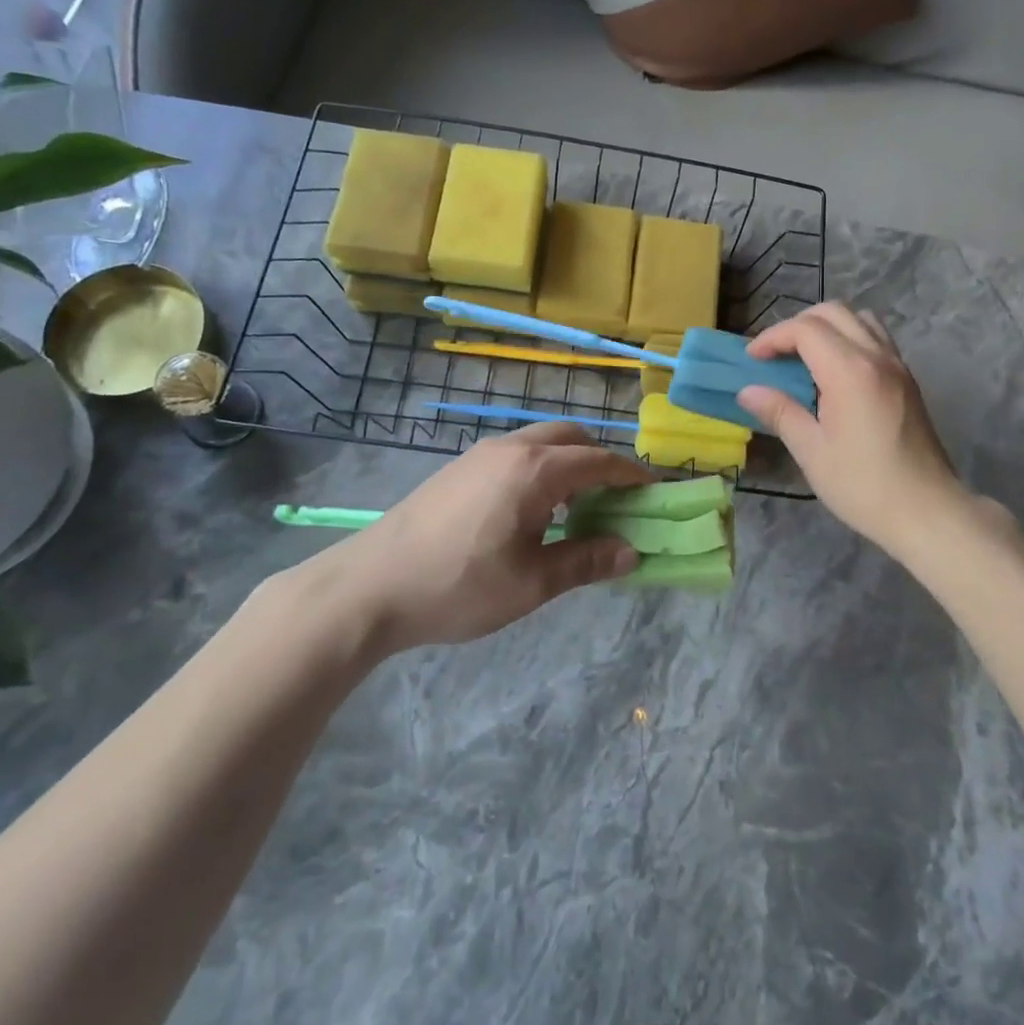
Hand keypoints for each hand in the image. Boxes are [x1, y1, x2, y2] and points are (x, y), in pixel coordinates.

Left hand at [283, 424, 652, 657]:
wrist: (369, 586)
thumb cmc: (458, 586)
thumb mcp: (531, 583)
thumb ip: (586, 561)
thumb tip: (631, 552)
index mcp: (535, 470)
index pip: (600, 461)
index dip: (632, 475)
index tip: (654, 493)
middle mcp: (511, 448)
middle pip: (572, 438)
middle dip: (601, 462)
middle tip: (615, 501)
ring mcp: (479, 454)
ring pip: (541, 443)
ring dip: (569, 465)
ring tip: (575, 510)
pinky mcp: (458, 468)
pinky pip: (516, 454)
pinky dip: (541, 469)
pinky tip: (531, 513)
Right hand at [737, 303, 975, 555]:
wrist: (927, 511)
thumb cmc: (864, 486)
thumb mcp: (812, 452)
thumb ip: (780, 412)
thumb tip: (748, 391)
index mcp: (850, 371)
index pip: (805, 329)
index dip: (773, 338)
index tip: (752, 359)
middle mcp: (877, 357)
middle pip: (832, 312)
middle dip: (796, 326)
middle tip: (774, 355)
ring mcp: (897, 365)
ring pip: (858, 319)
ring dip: (826, 327)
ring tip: (804, 358)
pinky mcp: (907, 379)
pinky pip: (876, 338)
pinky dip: (849, 338)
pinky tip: (834, 373)